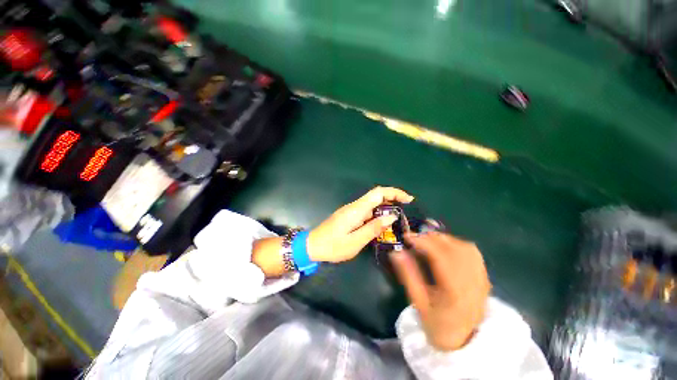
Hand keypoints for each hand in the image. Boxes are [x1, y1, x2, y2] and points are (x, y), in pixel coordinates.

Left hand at [307, 187, 413, 262]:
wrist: (313, 245)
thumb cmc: (333, 246)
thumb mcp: (355, 242)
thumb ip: (373, 228)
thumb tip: (391, 217)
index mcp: (356, 210)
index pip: (378, 193)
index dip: (394, 192)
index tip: (408, 199)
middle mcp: (354, 206)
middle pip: (376, 196)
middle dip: (392, 199)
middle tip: (404, 212)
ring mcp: (351, 210)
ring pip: (372, 204)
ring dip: (385, 208)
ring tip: (396, 221)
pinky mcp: (349, 215)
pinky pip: (367, 211)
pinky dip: (377, 214)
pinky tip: (382, 225)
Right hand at [391, 232, 490, 350]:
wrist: (465, 341)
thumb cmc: (438, 324)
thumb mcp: (418, 303)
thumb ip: (408, 275)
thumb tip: (396, 252)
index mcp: (455, 293)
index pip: (441, 258)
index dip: (423, 242)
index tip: (407, 237)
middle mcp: (472, 283)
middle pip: (455, 250)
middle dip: (432, 238)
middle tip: (415, 237)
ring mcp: (482, 279)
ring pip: (466, 248)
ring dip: (444, 239)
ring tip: (428, 240)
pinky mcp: (484, 277)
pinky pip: (473, 252)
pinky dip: (456, 243)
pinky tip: (445, 246)